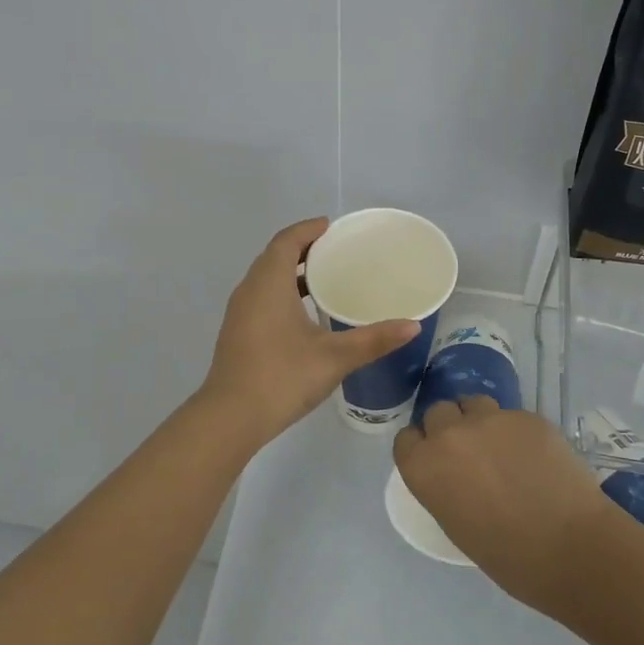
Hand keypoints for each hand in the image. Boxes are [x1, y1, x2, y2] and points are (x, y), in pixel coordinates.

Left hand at [199, 218, 420, 446]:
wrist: (230, 417)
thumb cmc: (282, 377)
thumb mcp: (335, 357)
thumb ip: (374, 339)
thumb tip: (413, 326)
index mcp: (269, 283)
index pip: (287, 241)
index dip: (308, 229)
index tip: (332, 227)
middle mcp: (250, 290)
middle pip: (275, 256)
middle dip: (303, 248)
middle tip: (336, 250)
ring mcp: (240, 313)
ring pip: (266, 279)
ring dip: (292, 272)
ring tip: (326, 279)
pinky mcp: (238, 333)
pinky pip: (261, 298)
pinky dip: (283, 293)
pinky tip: (305, 315)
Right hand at [394, 400, 608, 611]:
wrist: (569, 548)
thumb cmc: (507, 557)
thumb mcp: (455, 523)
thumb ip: (444, 485)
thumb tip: (455, 473)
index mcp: (423, 466)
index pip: (407, 438)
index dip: (422, 447)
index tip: (438, 460)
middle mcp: (449, 434)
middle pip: (438, 412)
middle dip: (450, 427)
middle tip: (471, 453)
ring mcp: (489, 419)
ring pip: (474, 404)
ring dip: (480, 420)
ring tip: (502, 447)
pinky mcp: (525, 416)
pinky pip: (512, 416)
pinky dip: (517, 432)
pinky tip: (536, 456)